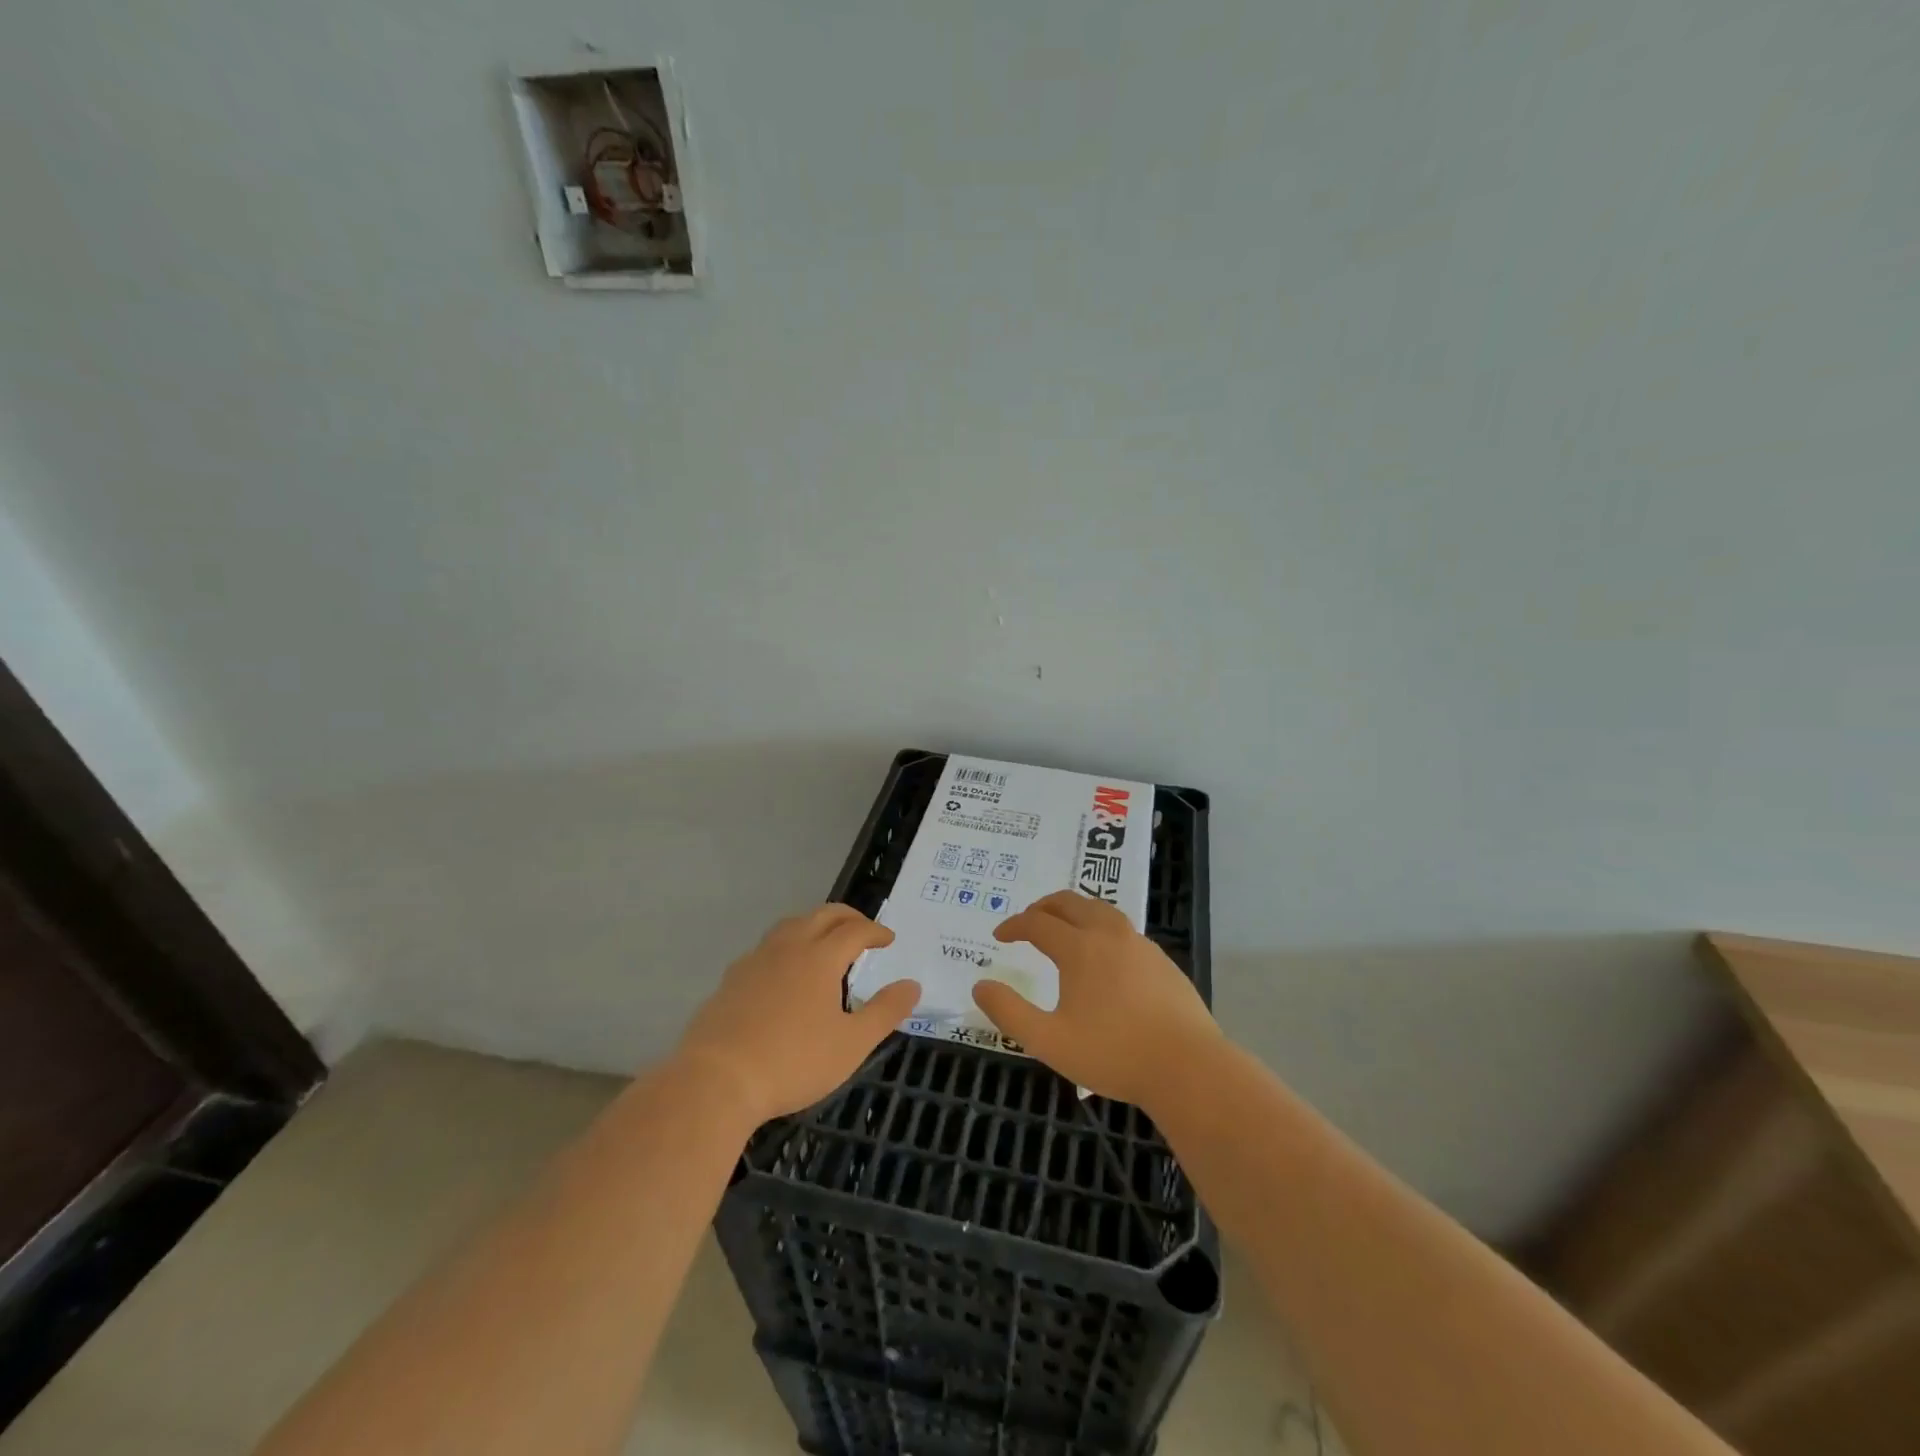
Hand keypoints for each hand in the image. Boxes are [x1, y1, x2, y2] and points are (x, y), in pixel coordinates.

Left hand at [677, 905, 919, 1126]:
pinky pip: (766, 948)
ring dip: (814, 925)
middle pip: (822, 916)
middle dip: (847, 917)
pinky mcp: (731, 979)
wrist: (717, 1079)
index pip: (855, 930)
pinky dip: (787, 947)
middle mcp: (788, 947)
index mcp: (820, 957)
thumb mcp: (851, 1043)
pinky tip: (784, 972)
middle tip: (863, 930)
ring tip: (824, 943)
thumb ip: (885, 1011)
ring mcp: (755, 960)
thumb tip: (912, 985)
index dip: (875, 931)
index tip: (889, 939)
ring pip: (790, 926)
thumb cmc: (793, 1061)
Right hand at [973, 890, 1221, 1110]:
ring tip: (1063, 928)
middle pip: (1070, 903)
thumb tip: (980, 986)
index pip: (1038, 922)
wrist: (1188, 1068)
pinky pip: (1123, 929)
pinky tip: (1103, 955)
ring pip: (1101, 910)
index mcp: (1079, 948)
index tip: (1000, 936)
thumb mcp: (1049, 1041)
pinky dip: (1101, 928)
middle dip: (1043, 907)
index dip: (1014, 925)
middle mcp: (1109, 934)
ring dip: (1075, 911)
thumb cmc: (1113, 1054)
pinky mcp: (1162, 961)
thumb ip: (1009, 1012)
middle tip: (1028, 921)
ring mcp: (1140, 945)